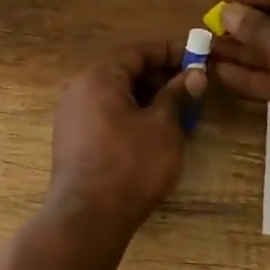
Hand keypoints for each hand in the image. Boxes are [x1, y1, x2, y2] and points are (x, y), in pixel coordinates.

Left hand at [48, 42, 206, 229]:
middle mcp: (79, 89)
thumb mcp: (164, 126)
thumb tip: (194, 74)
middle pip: (124, 71)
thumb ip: (178, 95)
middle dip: (160, 78)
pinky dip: (131, 116)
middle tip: (192, 89)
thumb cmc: (131, 165)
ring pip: (116, 95)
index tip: (198, 59)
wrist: (88, 217)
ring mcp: (71, 115)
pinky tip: (154, 133)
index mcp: (98, 76)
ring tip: (179, 113)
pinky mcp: (72, 140)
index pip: (138, 51)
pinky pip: (106, 115)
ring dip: (147, 99)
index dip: (171, 53)